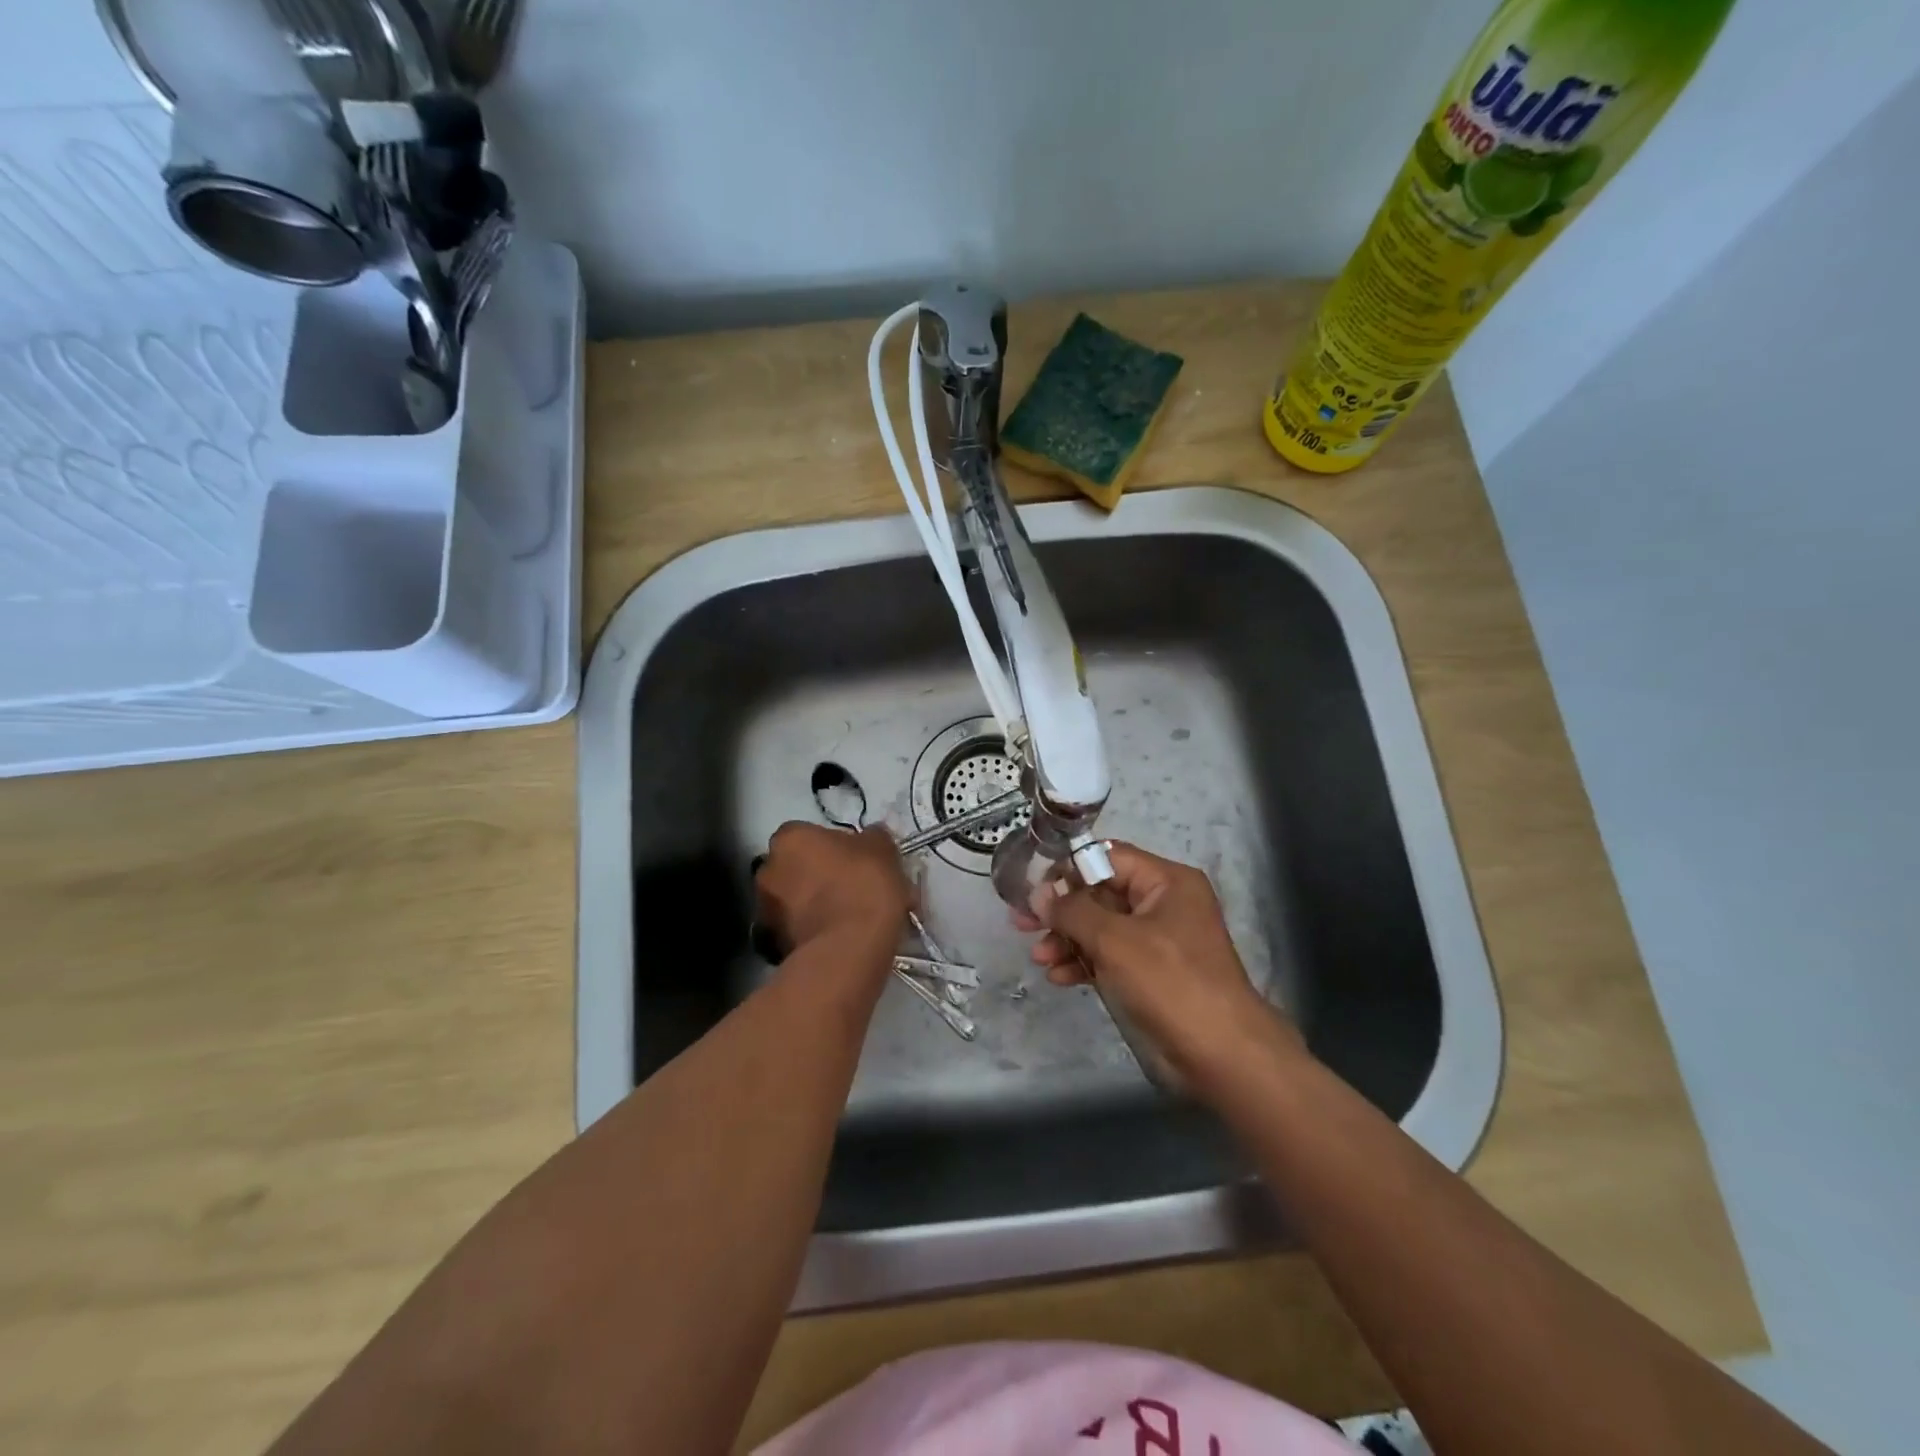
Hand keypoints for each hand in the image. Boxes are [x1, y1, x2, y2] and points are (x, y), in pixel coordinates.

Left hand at [754, 823, 910, 957]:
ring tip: (848, 918)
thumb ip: (871, 838)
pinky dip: (812, 932)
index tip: (854, 861)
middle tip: (850, 888)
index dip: (832, 847)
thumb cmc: (863, 885)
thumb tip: (870, 838)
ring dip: (813, 905)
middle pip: (795, 866)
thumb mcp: (882, 849)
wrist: (848, 949)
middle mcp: (767, 868)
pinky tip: (840, 939)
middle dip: (817, 876)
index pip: (807, 834)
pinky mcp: (771, 944)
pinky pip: (796, 929)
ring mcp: (765, 909)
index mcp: (789, 837)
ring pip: (794, 900)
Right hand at [1015, 842, 1298, 1087]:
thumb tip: (1038, 893)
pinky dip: (1085, 962)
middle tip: (1021, 923)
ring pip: (1101, 927)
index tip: (1031, 888)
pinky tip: (1059, 977)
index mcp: (1166, 881)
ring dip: (1067, 940)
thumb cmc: (1170, 983)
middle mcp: (1163, 903)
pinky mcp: (1152, 972)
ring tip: (1039, 958)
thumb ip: (1073, 911)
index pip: (1107, 857)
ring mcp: (1158, 939)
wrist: (1222, 1054)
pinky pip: (1110, 956)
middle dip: (1061, 911)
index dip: (1067, 869)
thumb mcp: (1115, 940)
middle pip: (1100, 893)